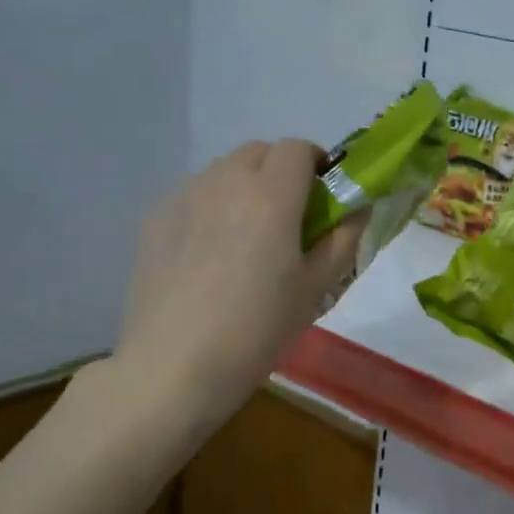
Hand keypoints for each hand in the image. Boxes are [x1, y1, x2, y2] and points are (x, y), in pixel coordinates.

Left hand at [112, 140, 363, 430]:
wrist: (175, 366)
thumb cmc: (259, 328)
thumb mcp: (316, 286)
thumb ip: (343, 237)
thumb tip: (359, 206)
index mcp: (271, 195)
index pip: (298, 148)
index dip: (317, 163)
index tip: (324, 195)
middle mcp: (224, 182)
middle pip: (259, 151)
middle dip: (281, 170)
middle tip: (290, 215)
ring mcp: (183, 197)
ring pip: (223, 170)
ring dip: (245, 185)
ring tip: (247, 235)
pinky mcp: (154, 219)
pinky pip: (193, 194)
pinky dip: (212, 205)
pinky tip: (209, 252)